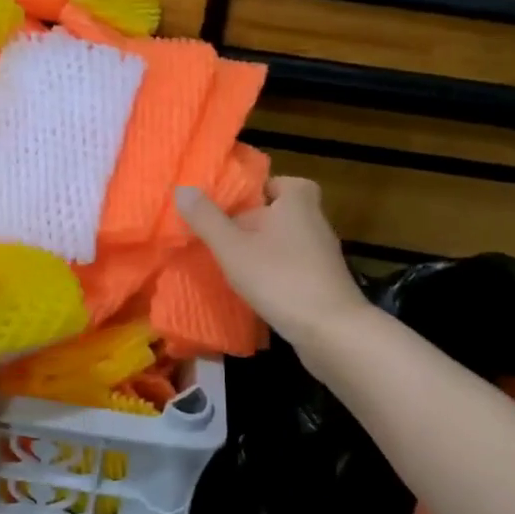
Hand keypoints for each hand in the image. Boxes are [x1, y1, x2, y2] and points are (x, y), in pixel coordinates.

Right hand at [175, 178, 367, 353]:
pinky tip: (254, 287)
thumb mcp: (233, 247)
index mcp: (296, 200)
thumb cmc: (280, 278)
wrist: (332, 331)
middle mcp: (314, 219)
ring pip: (284, 239)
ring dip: (260, 249)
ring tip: (230, 262)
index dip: (249, 192)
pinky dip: (274, 271)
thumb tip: (182, 188)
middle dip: (250, 222)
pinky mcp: (323, 280)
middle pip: (276, 211)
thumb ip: (206, 218)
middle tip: (220, 235)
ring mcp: (322, 252)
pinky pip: (292, 264)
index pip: (272, 182)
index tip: (225, 207)